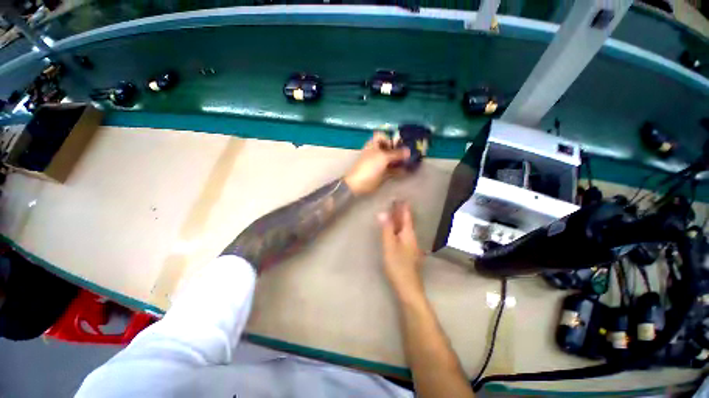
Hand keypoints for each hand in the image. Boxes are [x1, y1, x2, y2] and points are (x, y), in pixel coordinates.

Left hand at [344, 133, 410, 195]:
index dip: (390, 138)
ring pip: (392, 160)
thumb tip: (409, 150)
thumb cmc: (370, 166)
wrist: (359, 183)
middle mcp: (377, 152)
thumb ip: (396, 153)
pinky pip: (392, 170)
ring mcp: (379, 163)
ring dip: (401, 161)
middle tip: (410, 153)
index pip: (382, 136)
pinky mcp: (382, 173)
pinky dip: (399, 170)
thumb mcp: (383, 157)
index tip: (399, 143)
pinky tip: (408, 171)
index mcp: (374, 144)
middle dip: (399, 150)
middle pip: (389, 148)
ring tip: (411, 162)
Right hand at [378, 201, 424, 298]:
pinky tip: (395, 230)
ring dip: (400, 219)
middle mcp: (412, 238)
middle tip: (396, 202)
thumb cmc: (398, 265)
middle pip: (407, 222)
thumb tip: (382, 212)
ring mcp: (411, 245)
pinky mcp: (408, 252)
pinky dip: (399, 228)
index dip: (403, 207)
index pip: (406, 216)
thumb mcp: (389, 245)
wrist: (408, 287)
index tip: (400, 197)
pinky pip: (403, 235)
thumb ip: (386, 229)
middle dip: (402, 212)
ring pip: (405, 228)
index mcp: (409, 234)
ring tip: (394, 212)